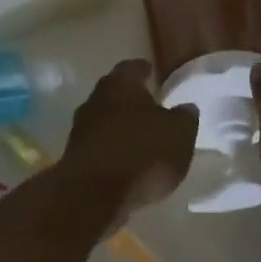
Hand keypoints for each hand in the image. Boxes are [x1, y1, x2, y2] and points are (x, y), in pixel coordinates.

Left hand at [58, 60, 197, 219]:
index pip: (132, 67)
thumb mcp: (179, 134)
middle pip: (114, 93)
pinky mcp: (75, 157)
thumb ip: (184, 117)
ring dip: (120, 126)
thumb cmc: (142, 152)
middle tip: (150, 106)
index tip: (152, 72)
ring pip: (105, 120)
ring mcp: (80, 129)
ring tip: (141, 137)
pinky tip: (127, 162)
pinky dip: (112, 149)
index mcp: (120, 84)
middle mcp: (95, 100)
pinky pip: (100, 146)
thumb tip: (186, 107)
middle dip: (131, 99)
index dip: (144, 69)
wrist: (93, 194)